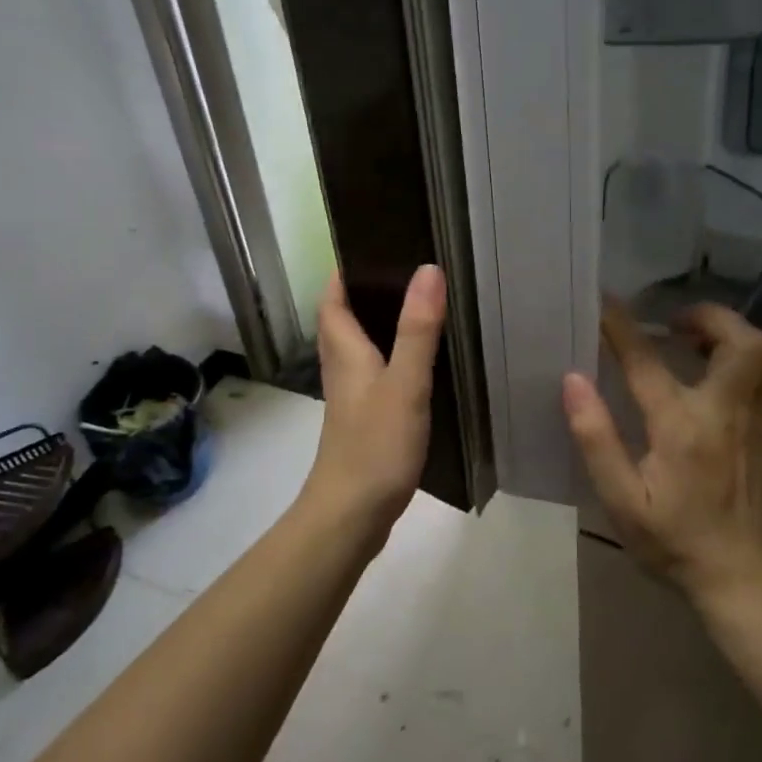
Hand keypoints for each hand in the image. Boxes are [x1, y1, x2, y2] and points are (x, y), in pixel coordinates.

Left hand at [301, 265, 445, 535]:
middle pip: (343, 319)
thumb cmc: (375, 445)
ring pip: (359, 347)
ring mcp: (351, 397)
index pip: (333, 298)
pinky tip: (420, 363)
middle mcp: (342, 368)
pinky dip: (391, 358)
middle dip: (365, 293)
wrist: (351, 515)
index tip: (373, 246)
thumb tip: (428, 269)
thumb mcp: (404, 383)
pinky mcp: (364, 420)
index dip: (345, 271)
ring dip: (378, 325)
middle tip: (406, 271)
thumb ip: (418, 329)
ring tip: (419, 307)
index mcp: (344, 351)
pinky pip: (374, 374)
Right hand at [561, 298, 761, 601]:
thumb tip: (573, 381)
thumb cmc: (674, 540)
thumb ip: (596, 438)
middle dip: (708, 317)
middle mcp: (730, 413)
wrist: (741, 577)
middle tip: (677, 324)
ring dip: (746, 331)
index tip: (604, 302)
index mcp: (683, 428)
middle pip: (739, 341)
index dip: (621, 327)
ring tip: (715, 337)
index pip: (647, 362)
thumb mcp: (621, 500)